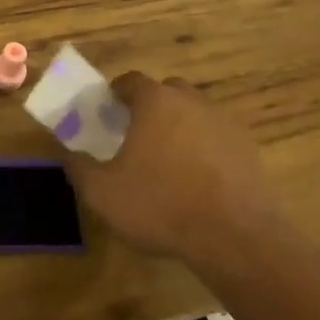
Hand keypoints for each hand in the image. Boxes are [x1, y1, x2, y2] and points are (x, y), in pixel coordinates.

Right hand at [63, 73, 282, 264]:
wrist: (236, 238)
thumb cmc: (161, 204)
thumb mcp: (103, 192)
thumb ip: (80, 168)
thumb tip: (71, 156)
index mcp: (155, 102)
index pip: (131, 81)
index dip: (117, 93)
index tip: (108, 111)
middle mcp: (191, 102)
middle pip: (167, 92)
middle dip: (152, 107)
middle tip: (138, 134)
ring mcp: (224, 124)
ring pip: (195, 114)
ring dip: (181, 128)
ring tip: (169, 160)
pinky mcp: (249, 151)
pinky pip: (218, 140)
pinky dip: (206, 151)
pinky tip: (198, 181)